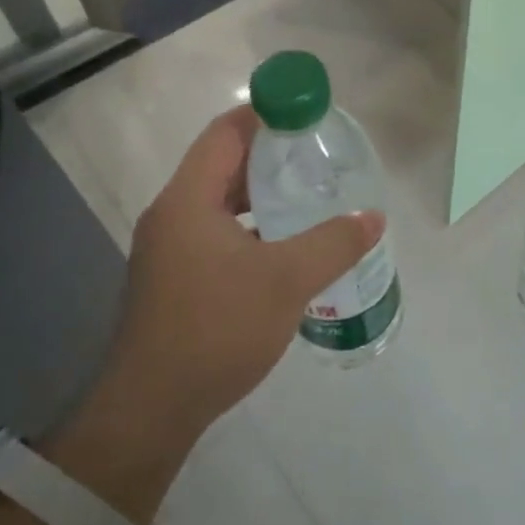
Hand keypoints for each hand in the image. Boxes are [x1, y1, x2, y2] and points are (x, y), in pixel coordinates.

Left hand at [49, 107, 382, 517]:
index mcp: (188, 199)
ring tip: (307, 199)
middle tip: (317, 159)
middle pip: (221, 165)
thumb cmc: (216, 330)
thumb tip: (373, 217)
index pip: (225, 133)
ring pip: (219, 204)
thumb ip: (333, 243)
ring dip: (260, 197)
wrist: (152, 409)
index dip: (265, 116)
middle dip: (269, 158)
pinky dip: (249, 228)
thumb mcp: (286, 281)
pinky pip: (215, 234)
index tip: (307, 115)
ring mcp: (168, 249)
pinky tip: (282, 249)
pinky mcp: (173, 280)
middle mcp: (172, 215)